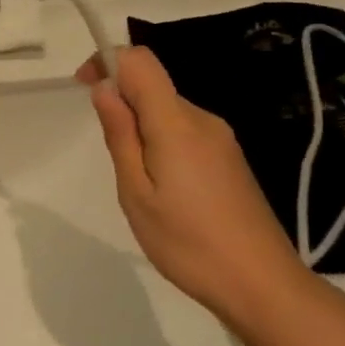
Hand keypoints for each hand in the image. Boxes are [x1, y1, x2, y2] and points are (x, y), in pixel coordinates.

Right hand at [75, 48, 306, 320]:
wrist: (262, 284)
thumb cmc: (188, 243)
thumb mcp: (137, 194)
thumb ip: (121, 136)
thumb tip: (104, 88)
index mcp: (177, 123)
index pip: (140, 61)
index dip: (107, 61)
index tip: (82, 87)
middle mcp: (203, 120)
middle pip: (153, 86)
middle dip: (121, 105)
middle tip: (114, 162)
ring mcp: (221, 139)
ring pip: (168, 112)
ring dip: (141, 129)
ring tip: (140, 185)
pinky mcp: (229, 159)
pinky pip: (185, 132)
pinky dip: (161, 144)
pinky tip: (165, 191)